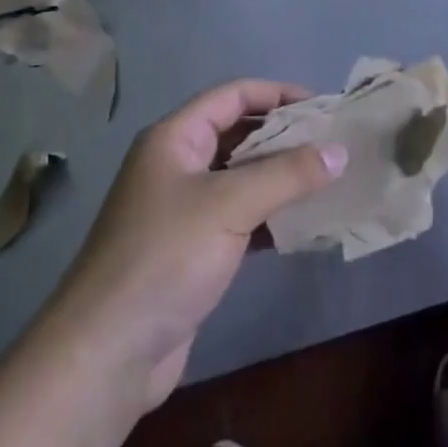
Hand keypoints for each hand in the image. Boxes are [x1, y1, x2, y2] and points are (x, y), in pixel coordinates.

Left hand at [48, 80, 344, 412]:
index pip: (233, 95)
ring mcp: (184, 209)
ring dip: (282, 177)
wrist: (108, 352)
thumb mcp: (230, 205)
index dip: (277, 94)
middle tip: (334, 144)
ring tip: (330, 180)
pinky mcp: (193, 249)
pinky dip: (272, 216)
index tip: (323, 107)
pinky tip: (307, 224)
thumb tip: (340, 151)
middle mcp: (178, 165)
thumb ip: (288, 174)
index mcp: (175, 139)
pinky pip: (241, 217)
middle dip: (285, 136)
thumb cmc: (166, 257)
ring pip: (242, 178)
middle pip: (239, 134)